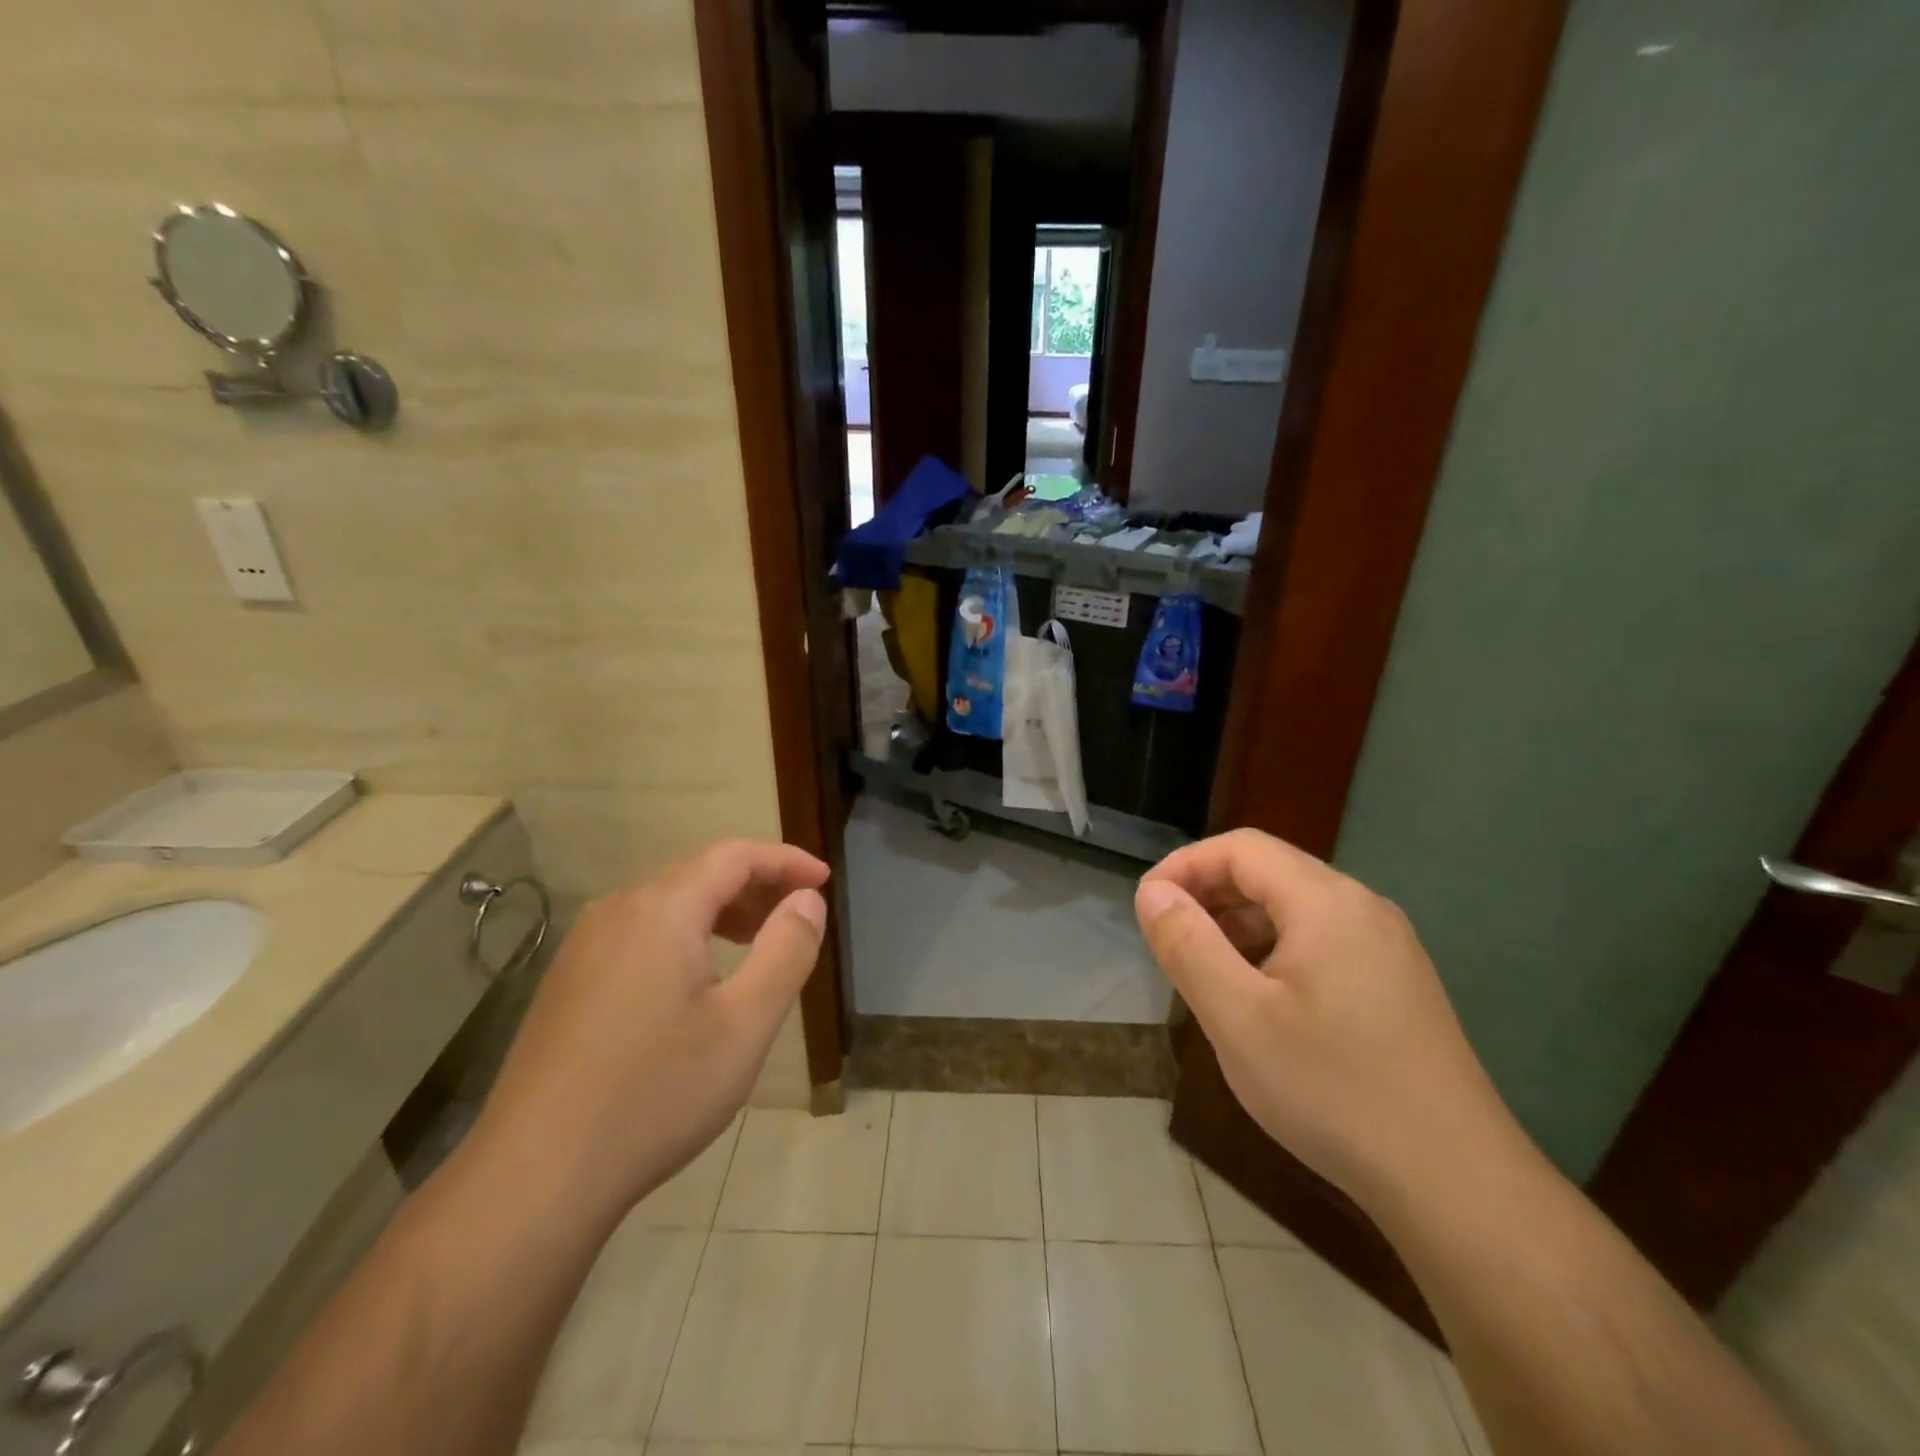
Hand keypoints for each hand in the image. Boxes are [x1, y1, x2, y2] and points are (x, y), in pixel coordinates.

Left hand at [473, 839, 828, 1226]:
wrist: (534, 1178)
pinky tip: (699, 980)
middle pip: (700, 873)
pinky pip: (641, 932)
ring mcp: (584, 945)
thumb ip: (787, 950)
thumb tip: (807, 900)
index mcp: (661, 909)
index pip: (735, 855)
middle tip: (798, 917)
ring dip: (722, 911)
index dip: (785, 861)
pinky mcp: (568, 978)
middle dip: (756, 886)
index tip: (824, 880)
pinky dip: (686, 934)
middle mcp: (617, 910)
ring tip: (758, 944)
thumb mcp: (745, 1025)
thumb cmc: (655, 1095)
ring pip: (668, 903)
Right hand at [1136, 829, 1519, 1210]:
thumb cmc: (1333, 1091)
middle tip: (1169, 941)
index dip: (1184, 866)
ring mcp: (1387, 947)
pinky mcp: (1397, 983)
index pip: (1241, 848)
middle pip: (1269, 871)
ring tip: (1205, 972)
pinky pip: (1321, 941)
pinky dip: (1274, 950)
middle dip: (1209, 894)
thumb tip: (1153, 892)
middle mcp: (1362, 908)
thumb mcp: (1237, 1018)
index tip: (1147, 909)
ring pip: (1295, 908)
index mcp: (1326, 902)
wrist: (1458, 1185)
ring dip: (1239, 924)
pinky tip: (1260, 1000)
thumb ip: (1187, 944)